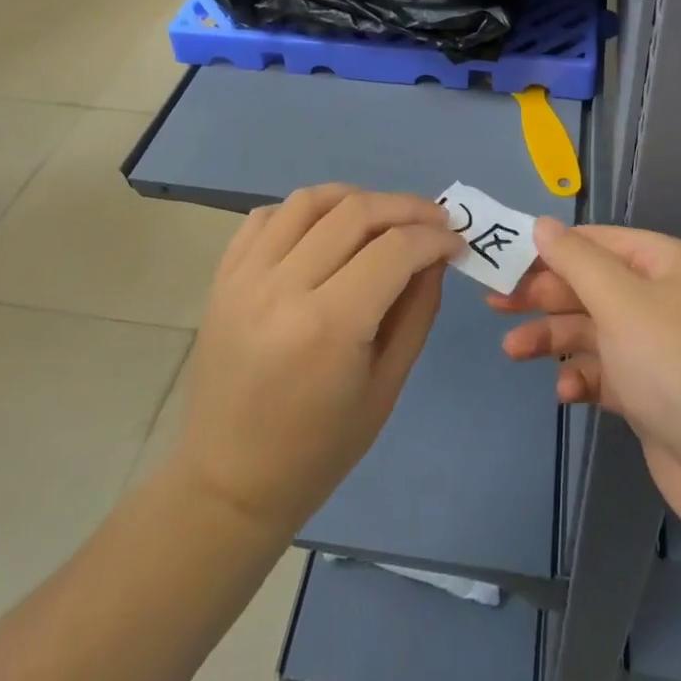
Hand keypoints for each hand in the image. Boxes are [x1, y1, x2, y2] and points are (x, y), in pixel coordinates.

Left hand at [176, 185, 464, 534]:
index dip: (435, 237)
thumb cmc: (318, 449)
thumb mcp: (386, 386)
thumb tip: (436, 256)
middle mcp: (284, 287)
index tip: (456, 242)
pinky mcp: (224, 276)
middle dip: (407, 207)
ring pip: (310, 201)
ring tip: (382, 216)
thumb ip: (417, 311)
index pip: (395, 249)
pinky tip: (326, 229)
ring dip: (357, 197)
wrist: (228, 482)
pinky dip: (305, 210)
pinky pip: (267, 215)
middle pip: (356, 212)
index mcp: (329, 326)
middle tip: (434, 220)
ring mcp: (246, 277)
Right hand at [490, 221, 680, 544]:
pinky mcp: (652, 394)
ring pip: (593, 330)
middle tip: (496, 304)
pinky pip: (606, 373)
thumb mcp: (622, 303)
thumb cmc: (679, 367)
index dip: (550, 249)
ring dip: (554, 338)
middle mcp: (662, 298)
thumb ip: (576, 261)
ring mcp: (657, 348)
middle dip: (544, 296)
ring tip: (512, 351)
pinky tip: (565, 391)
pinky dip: (583, 377)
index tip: (504, 259)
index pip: (596, 242)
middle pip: (590, 286)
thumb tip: (542, 224)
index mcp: (663, 264)